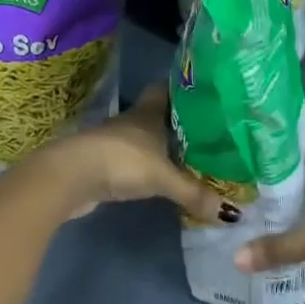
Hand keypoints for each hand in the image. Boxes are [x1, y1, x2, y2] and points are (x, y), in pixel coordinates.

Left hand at [36, 84, 233, 222]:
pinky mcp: (105, 163)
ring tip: (191, 155)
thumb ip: (195, 193)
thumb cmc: (122, 160)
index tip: (206, 95)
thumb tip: (233, 214)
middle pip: (158, 114)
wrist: (71, 176)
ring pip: (146, 137)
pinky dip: (148, 165)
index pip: (168, 89)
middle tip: (208, 130)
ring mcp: (116, 142)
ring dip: (162, 145)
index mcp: (149, 112)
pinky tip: (161, 177)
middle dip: (179, 121)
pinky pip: (135, 159)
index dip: (184, 90)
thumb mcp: (163, 177)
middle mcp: (133, 121)